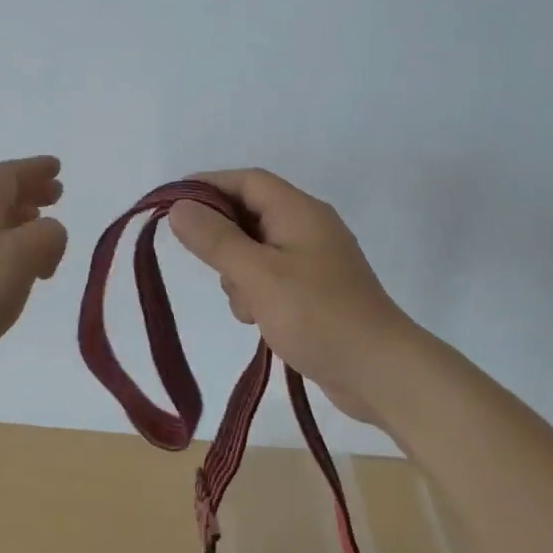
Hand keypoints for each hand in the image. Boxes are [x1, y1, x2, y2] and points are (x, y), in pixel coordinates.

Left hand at [0, 156, 68, 399]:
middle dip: (30, 193)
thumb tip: (50, 235)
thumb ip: (48, 235)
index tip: (56, 167)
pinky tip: (19, 275)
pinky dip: (9, 252)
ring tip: (43, 236)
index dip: (34, 168)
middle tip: (56, 197)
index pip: (8, 175)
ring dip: (21, 223)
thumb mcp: (22, 255)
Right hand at [166, 168, 422, 425]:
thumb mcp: (257, 274)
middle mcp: (308, 226)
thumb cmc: (317, 314)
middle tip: (211, 268)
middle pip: (250, 214)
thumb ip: (215, 239)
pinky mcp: (317, 291)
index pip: (246, 180)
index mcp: (298, 210)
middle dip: (223, 240)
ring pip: (256, 250)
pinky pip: (272, 277)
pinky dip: (257, 292)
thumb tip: (178, 206)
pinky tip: (259, 321)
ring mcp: (314, 260)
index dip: (207, 186)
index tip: (172, 205)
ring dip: (238, 273)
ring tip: (247, 306)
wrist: (381, 372)